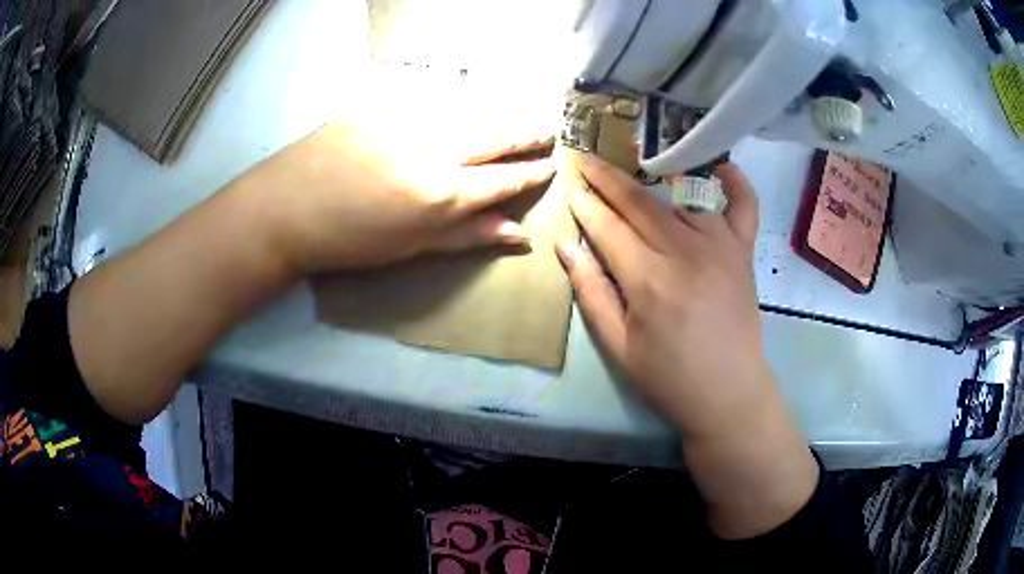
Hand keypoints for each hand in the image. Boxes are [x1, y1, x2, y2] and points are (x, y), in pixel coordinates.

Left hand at [236, 122, 555, 272]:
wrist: (286, 207)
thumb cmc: (350, 240)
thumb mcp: (411, 247)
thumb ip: (467, 235)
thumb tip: (518, 234)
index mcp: (444, 192)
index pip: (504, 179)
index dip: (531, 173)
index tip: (551, 165)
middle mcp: (435, 149)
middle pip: (494, 136)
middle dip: (525, 135)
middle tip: (547, 131)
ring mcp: (408, 120)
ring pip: (467, 114)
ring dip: (496, 118)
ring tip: (513, 123)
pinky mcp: (384, 105)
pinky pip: (431, 104)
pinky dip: (454, 110)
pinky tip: (460, 113)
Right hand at [556, 154, 766, 437]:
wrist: (730, 394)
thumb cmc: (669, 378)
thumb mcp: (618, 346)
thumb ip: (591, 291)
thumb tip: (566, 245)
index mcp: (649, 280)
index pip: (608, 226)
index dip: (586, 204)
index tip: (570, 183)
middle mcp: (685, 252)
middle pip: (639, 202)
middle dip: (608, 178)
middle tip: (587, 160)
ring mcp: (720, 247)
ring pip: (681, 198)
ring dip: (653, 180)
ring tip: (633, 168)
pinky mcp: (743, 252)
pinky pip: (744, 206)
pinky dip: (736, 183)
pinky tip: (722, 166)